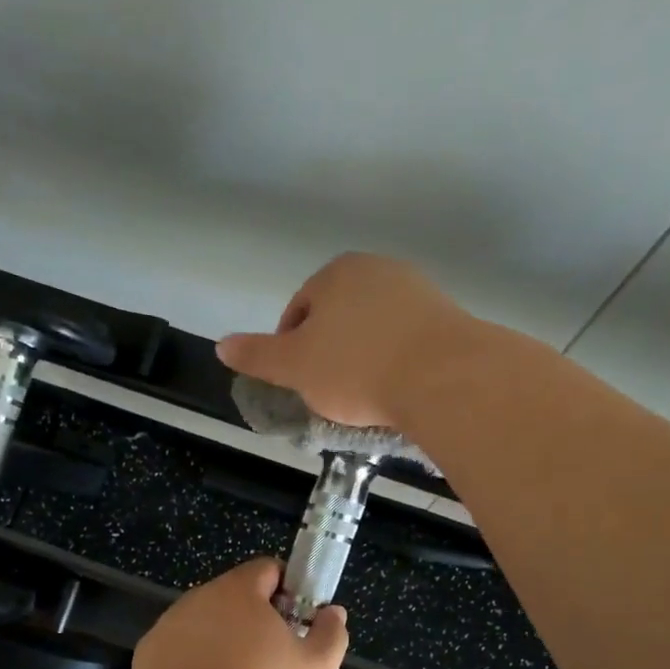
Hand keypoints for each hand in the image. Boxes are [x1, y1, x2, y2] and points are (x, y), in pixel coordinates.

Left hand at [131, 558, 348, 668]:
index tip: (299, 625)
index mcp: (238, 591)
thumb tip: (332, 612)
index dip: (290, 592)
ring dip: (224, 647)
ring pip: (206, 628)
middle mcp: (197, 599)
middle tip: (275, 666)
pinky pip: (180, 654)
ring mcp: (167, 628)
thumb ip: (330, 635)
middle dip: (256, 624)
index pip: (268, 570)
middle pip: (234, 600)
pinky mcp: (146, 659)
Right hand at [215, 253, 477, 431]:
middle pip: (338, 318)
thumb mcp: (294, 366)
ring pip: (373, 330)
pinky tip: (396, 390)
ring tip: (363, 398)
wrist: (445, 377)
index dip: (291, 350)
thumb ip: (257, 355)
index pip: (298, 311)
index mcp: (336, 273)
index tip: (298, 383)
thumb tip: (221, 345)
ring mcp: (418, 291)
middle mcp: (378, 270)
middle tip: (329, 394)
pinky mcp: (448, 318)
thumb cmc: (356, 368)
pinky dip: (395, 363)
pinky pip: (406, 342)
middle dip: (329, 354)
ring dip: (362, 359)